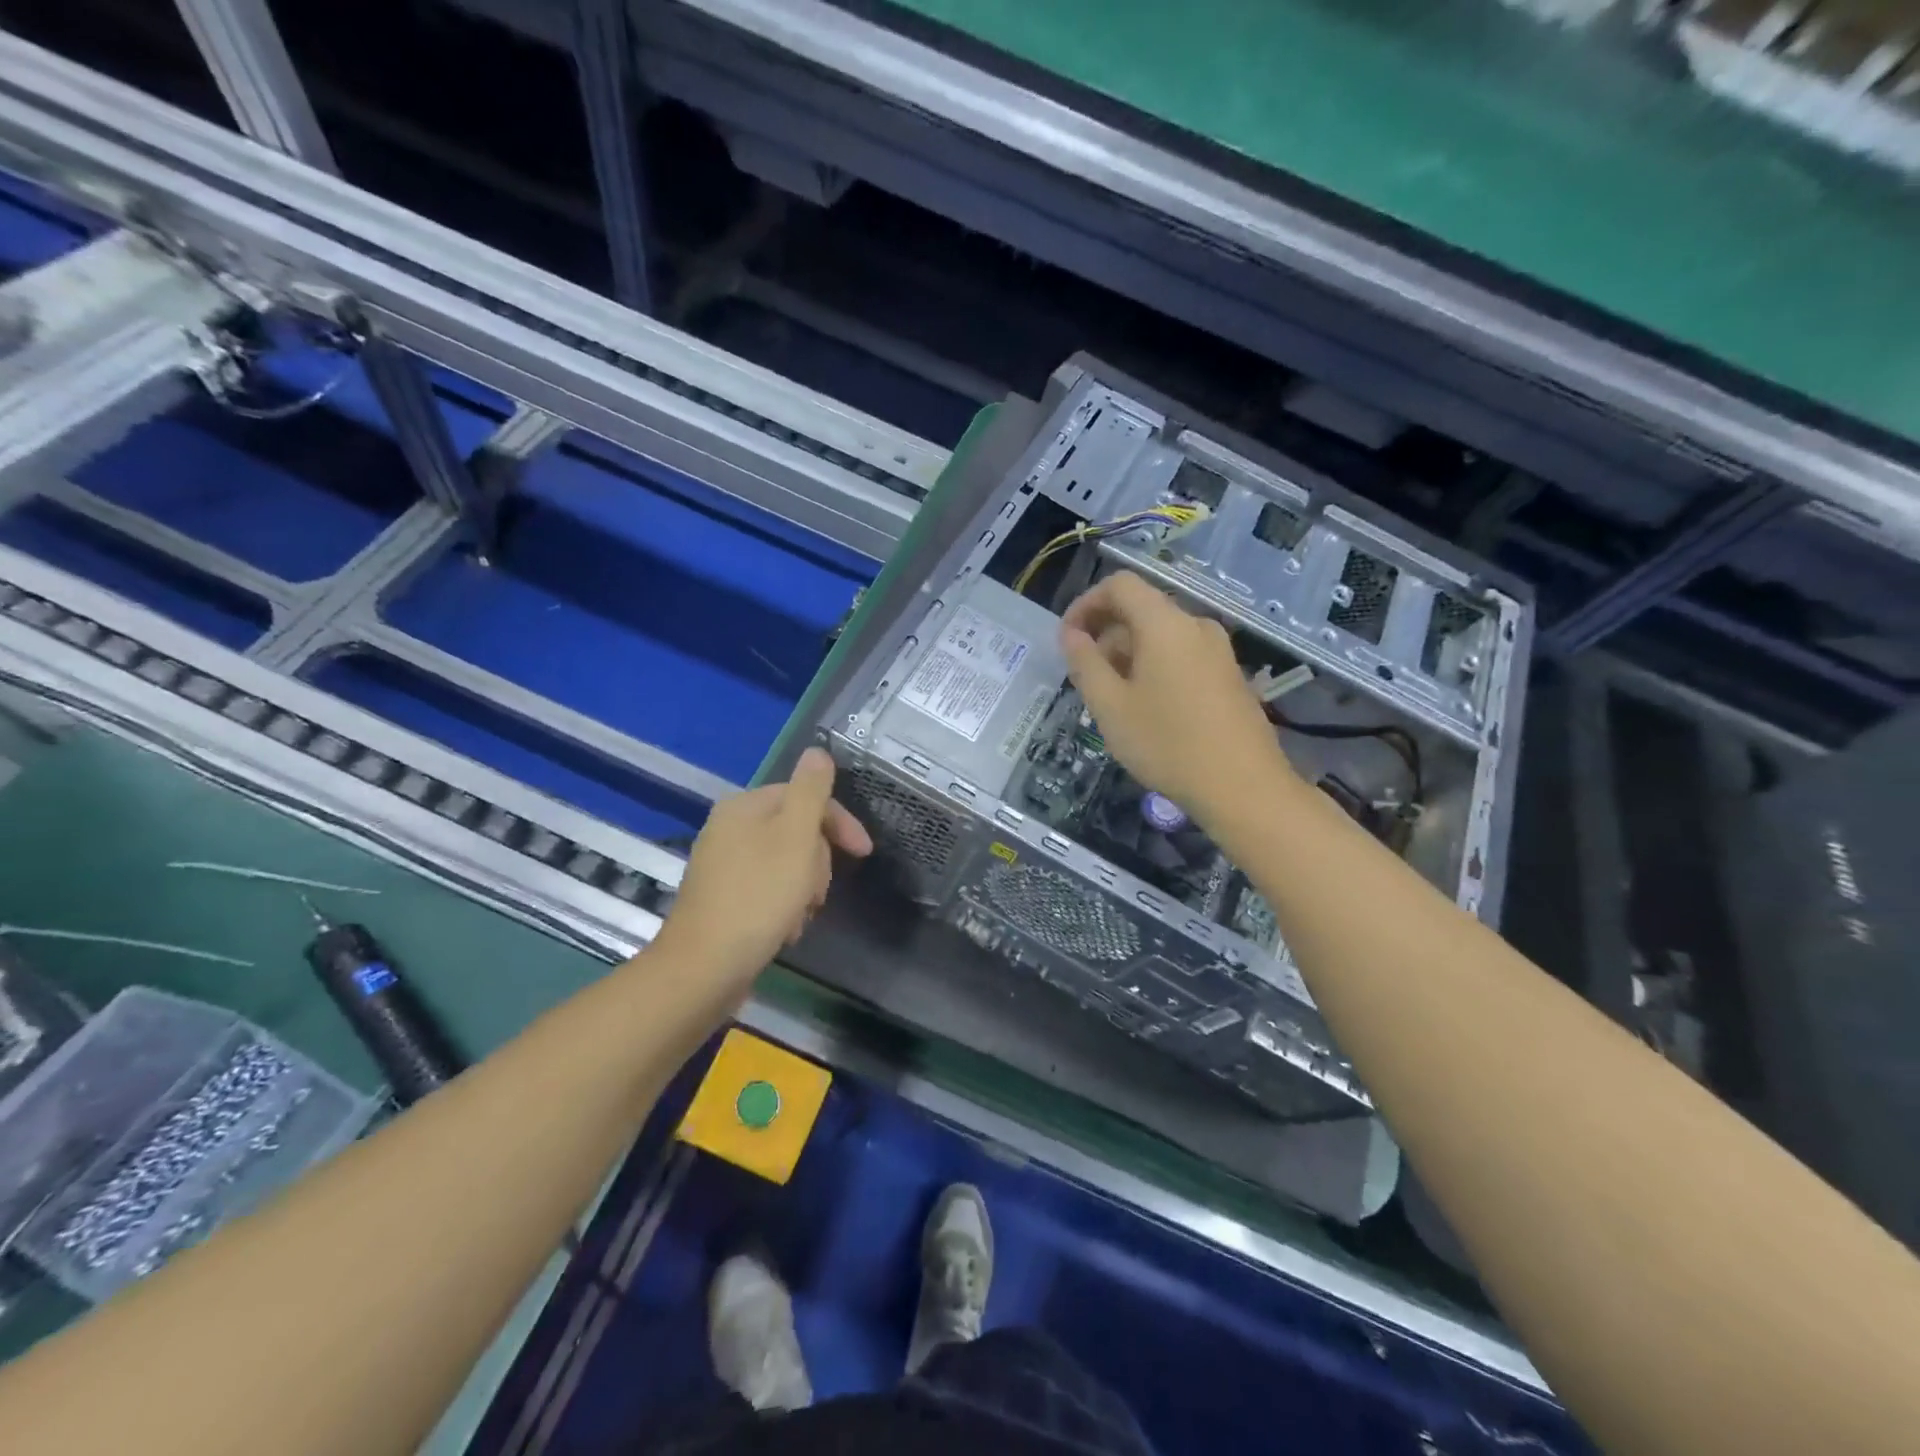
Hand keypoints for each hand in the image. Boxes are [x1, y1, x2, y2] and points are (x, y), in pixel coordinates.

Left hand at [650, 748, 871, 995]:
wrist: (704, 967)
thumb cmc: (759, 897)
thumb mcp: (795, 836)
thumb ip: (810, 791)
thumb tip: (818, 751)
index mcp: (745, 806)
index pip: (805, 797)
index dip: (839, 823)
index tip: (865, 853)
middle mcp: (728, 828)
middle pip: (796, 831)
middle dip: (818, 862)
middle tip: (816, 892)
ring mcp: (722, 864)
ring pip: (786, 864)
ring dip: (803, 889)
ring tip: (800, 916)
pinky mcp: (722, 898)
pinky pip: (767, 889)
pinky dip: (783, 906)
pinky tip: (784, 929)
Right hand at [1060, 572, 1293, 822]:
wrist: (1244, 787)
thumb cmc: (1167, 744)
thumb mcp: (1110, 706)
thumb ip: (1085, 663)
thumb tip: (1071, 634)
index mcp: (1165, 624)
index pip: (1119, 585)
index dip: (1085, 604)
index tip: (1067, 640)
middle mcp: (1196, 625)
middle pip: (1141, 610)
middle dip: (1106, 635)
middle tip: (1086, 679)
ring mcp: (1219, 650)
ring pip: (1162, 636)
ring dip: (1129, 655)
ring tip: (1114, 700)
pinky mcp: (1230, 675)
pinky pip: (1182, 655)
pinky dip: (1155, 668)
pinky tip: (1148, 710)